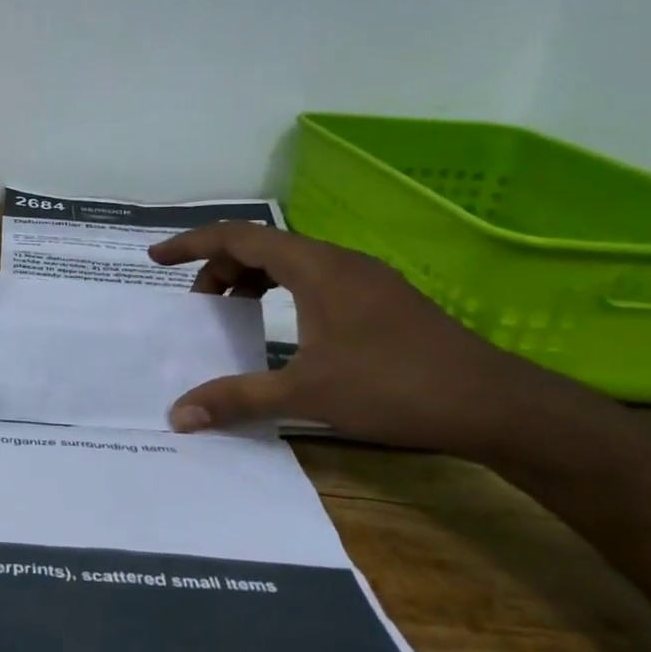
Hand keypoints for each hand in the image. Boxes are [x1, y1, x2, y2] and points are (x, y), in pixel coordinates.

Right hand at [147, 223, 557, 454]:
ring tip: (232, 312)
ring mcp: (365, 277)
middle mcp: (338, 260)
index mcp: (315, 268)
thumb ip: (237, 398)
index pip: (238, 237)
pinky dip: (282, 290)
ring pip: (291, 261)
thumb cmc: (394, 387)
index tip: (155, 260)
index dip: (191, 244)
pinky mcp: (382, 298)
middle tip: (197, 306)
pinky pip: (315, 277)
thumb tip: (178, 415)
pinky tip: (283, 327)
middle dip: (219, 268)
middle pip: (262, 245)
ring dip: (252, 279)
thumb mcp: (306, 394)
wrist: (495, 404)